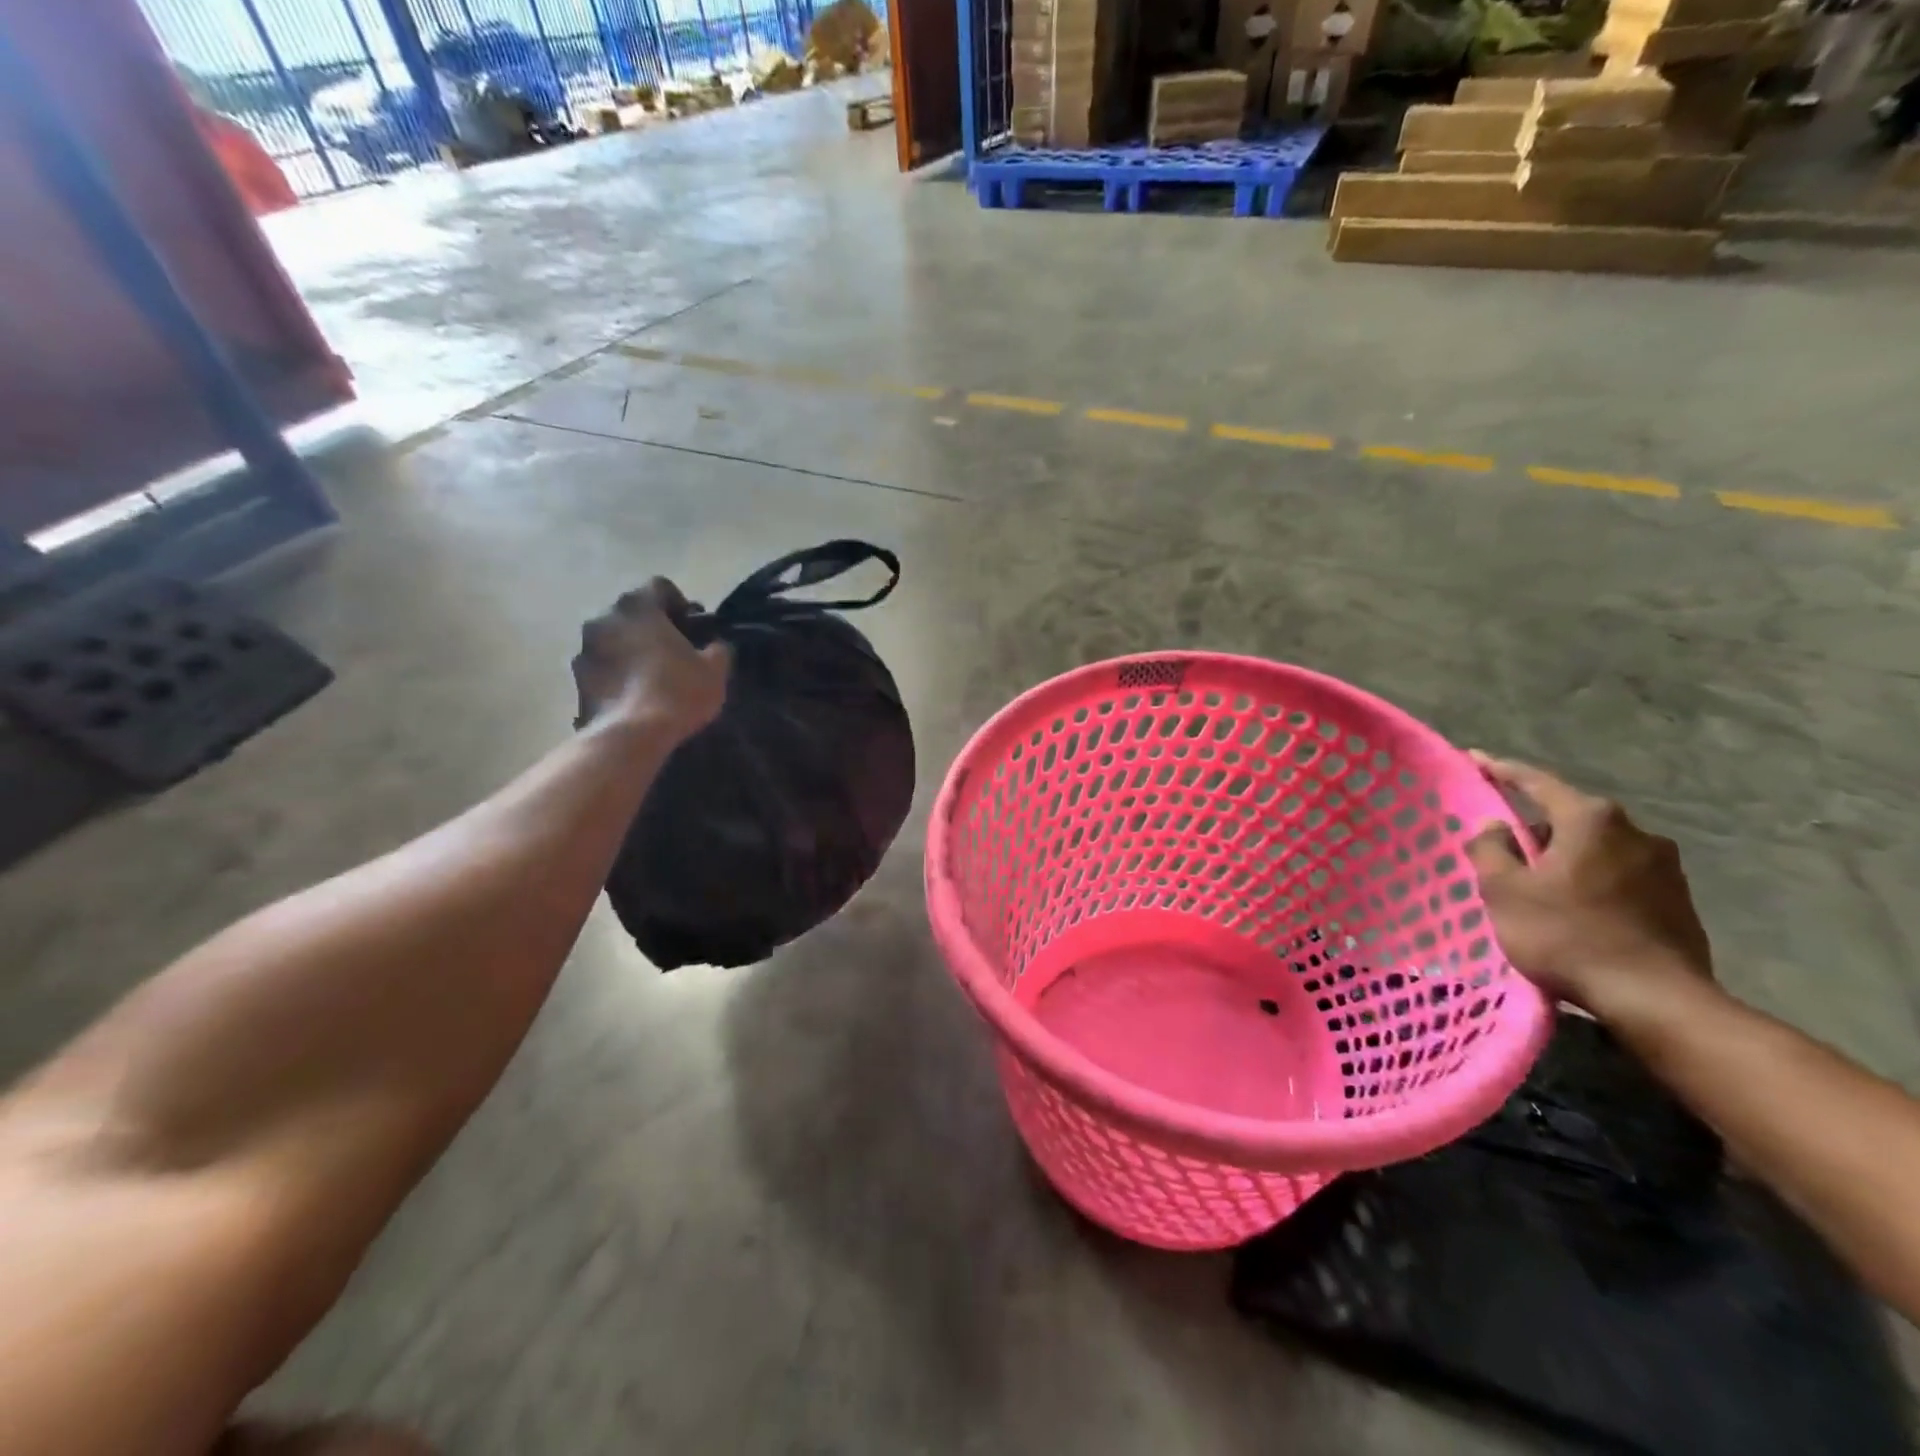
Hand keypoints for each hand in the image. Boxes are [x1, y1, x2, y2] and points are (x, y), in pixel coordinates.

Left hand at [571, 579, 729, 736]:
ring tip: (653, 677)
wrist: (630, 736)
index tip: (694, 629)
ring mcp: (584, 648)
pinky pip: (604, 666)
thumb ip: (717, 649)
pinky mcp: (576, 679)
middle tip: (676, 653)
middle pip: (634, 612)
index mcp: (638, 605)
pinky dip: (618, 674)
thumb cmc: (677, 691)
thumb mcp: (715, 670)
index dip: (681, 604)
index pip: (660, 587)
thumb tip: (714, 646)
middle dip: (654, 627)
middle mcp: (604, 618)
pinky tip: (636, 695)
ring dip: (632, 650)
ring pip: (615, 639)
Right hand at [1466, 752, 1713, 1015]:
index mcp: (1589, 819)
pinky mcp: (1679, 898)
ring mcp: (1664, 865)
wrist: (1656, 999)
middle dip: (1534, 827)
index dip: (1500, 770)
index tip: (1474, 759)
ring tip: (1537, 885)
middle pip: (1568, 816)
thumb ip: (1491, 849)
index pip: (1535, 781)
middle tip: (1502, 847)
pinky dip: (1590, 881)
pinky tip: (1574, 908)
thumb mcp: (1504, 891)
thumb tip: (1494, 827)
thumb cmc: (1566, 935)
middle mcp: (1634, 830)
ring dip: (1564, 857)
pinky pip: (1619, 875)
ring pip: (1595, 848)